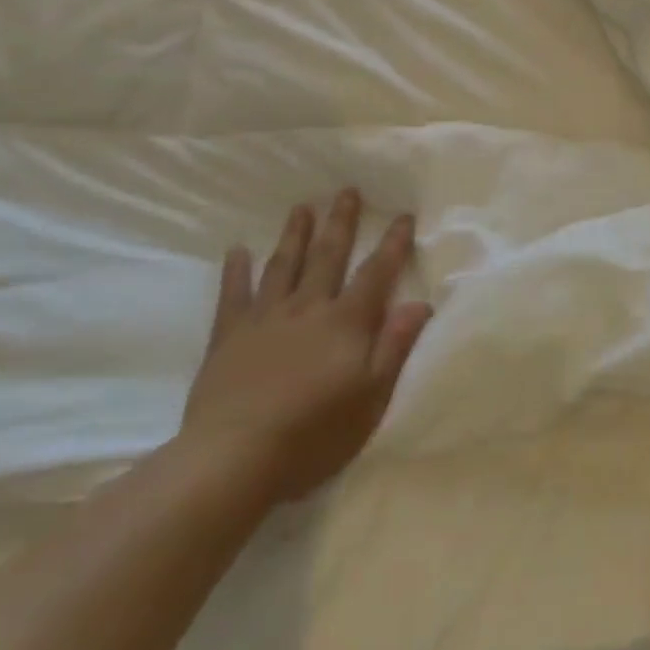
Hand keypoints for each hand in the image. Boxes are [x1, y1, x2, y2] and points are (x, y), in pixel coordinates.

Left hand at [178, 190, 431, 503]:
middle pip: (328, 255)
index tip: (403, 215)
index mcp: (345, 322)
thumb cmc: (312, 435)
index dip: (392, 244)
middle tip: (346, 190)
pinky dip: (236, 271)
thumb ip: (394, 347)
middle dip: (340, 222)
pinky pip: (233, 295)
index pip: (376, 273)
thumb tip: (420, 303)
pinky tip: (237, 250)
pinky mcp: (229, 336)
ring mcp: (265, 318)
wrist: (234, 459)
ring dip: (295, 234)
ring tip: (302, 207)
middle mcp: (308, 307)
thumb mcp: (370, 399)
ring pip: (284, 265)